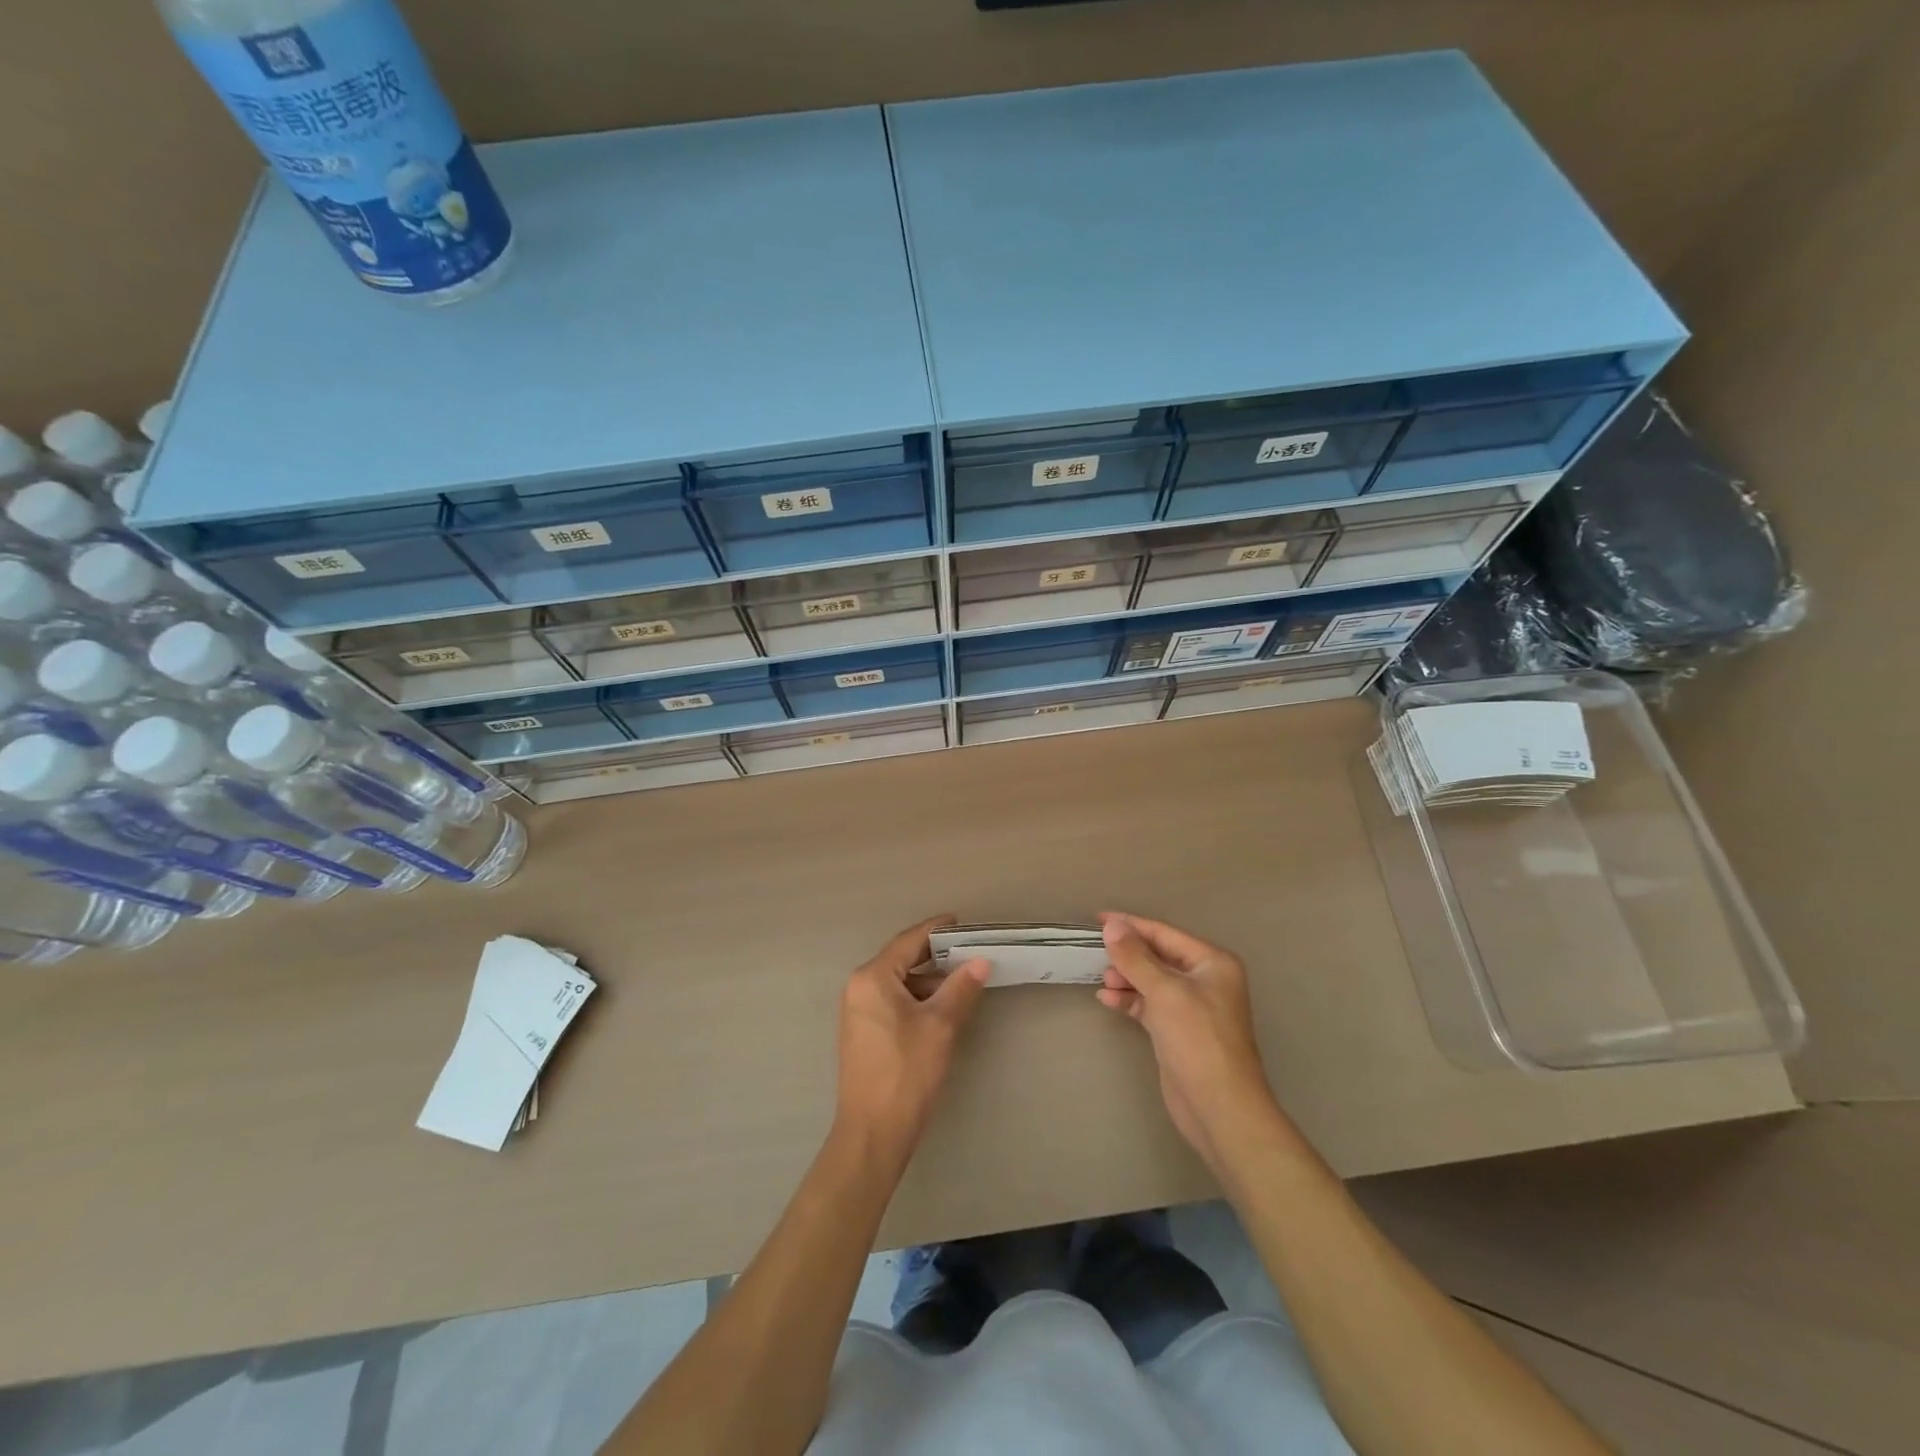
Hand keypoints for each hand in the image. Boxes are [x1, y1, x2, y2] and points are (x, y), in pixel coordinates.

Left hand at [835, 915, 990, 1165]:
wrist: (873, 1133)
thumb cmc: (906, 1072)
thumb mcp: (940, 1025)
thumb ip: (961, 988)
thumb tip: (980, 961)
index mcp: (872, 977)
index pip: (909, 941)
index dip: (937, 929)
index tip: (962, 922)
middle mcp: (859, 987)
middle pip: (901, 959)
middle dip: (936, 956)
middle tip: (970, 952)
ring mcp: (858, 1011)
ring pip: (898, 983)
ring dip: (929, 981)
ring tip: (964, 982)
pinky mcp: (863, 1032)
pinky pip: (892, 1001)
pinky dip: (917, 999)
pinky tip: (942, 1008)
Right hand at [1097, 912, 1290, 1174]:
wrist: (1219, 1107)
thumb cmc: (1197, 1040)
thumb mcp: (1164, 992)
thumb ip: (1135, 957)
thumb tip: (1112, 926)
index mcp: (1212, 963)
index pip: (1165, 933)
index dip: (1131, 925)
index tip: (1098, 919)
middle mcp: (1204, 980)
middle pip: (1158, 956)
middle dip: (1128, 954)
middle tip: (1096, 953)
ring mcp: (1192, 1007)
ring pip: (1152, 980)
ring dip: (1126, 977)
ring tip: (1103, 980)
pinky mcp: (1178, 1030)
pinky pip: (1149, 1004)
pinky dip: (1130, 1000)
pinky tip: (1107, 1000)